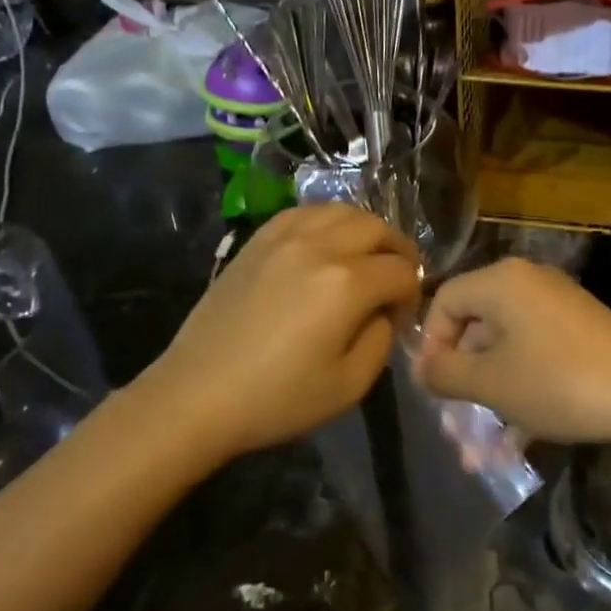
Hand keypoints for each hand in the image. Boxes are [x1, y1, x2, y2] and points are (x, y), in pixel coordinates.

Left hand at [144, 205, 419, 455]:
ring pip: (343, 211)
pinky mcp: (258, 240)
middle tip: (395, 282)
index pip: (402, 271)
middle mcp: (320, 247)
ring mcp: (285, 237)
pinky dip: (328, 222)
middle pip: (378, 228)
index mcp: (347, 284)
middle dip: (398, 253)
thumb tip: (383, 311)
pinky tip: (326, 245)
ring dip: (366, 231)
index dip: (412, 294)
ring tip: (365, 259)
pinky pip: (305, 212)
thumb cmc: (277, 399)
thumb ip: (382, 339)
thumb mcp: (350, 385)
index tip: (400, 319)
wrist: (197, 395)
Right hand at [414, 258, 610, 443]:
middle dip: (460, 384)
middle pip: (476, 329)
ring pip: (506, 354)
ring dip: (488, 402)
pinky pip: (536, 361)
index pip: (444, 300)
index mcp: (502, 281)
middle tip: (452, 428)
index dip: (430, 346)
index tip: (429, 391)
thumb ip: (444, 373)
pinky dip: (520, 397)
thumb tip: (421, 366)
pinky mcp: (580, 336)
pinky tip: (513, 448)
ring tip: (477, 456)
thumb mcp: (491, 383)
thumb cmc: (558, 383)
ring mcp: (558, 310)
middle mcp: (529, 285)